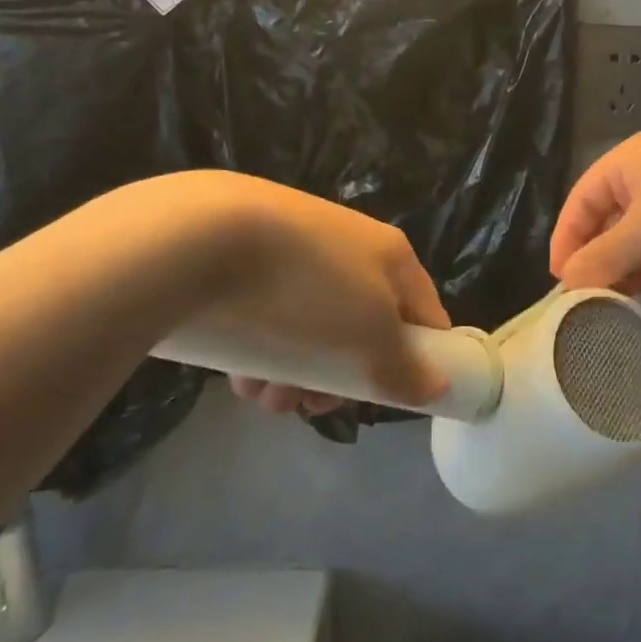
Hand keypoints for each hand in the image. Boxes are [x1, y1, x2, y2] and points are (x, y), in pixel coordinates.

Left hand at [216, 185, 451, 415]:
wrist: (201, 235)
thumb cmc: (306, 291)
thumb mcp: (369, 341)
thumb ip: (406, 371)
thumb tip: (439, 387)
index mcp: (392, 255)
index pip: (423, 314)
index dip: (416, 360)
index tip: (382, 397)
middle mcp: (351, 245)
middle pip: (361, 328)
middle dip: (337, 379)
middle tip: (307, 406)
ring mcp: (297, 246)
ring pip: (311, 327)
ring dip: (293, 373)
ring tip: (258, 395)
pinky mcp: (246, 254)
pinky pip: (268, 311)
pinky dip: (258, 347)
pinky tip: (234, 371)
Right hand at [550, 132, 640, 302]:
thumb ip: (600, 257)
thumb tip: (565, 284)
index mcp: (629, 164)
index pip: (582, 201)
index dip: (568, 239)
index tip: (559, 281)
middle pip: (610, 230)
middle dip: (607, 263)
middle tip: (597, 298)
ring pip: (639, 254)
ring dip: (640, 274)